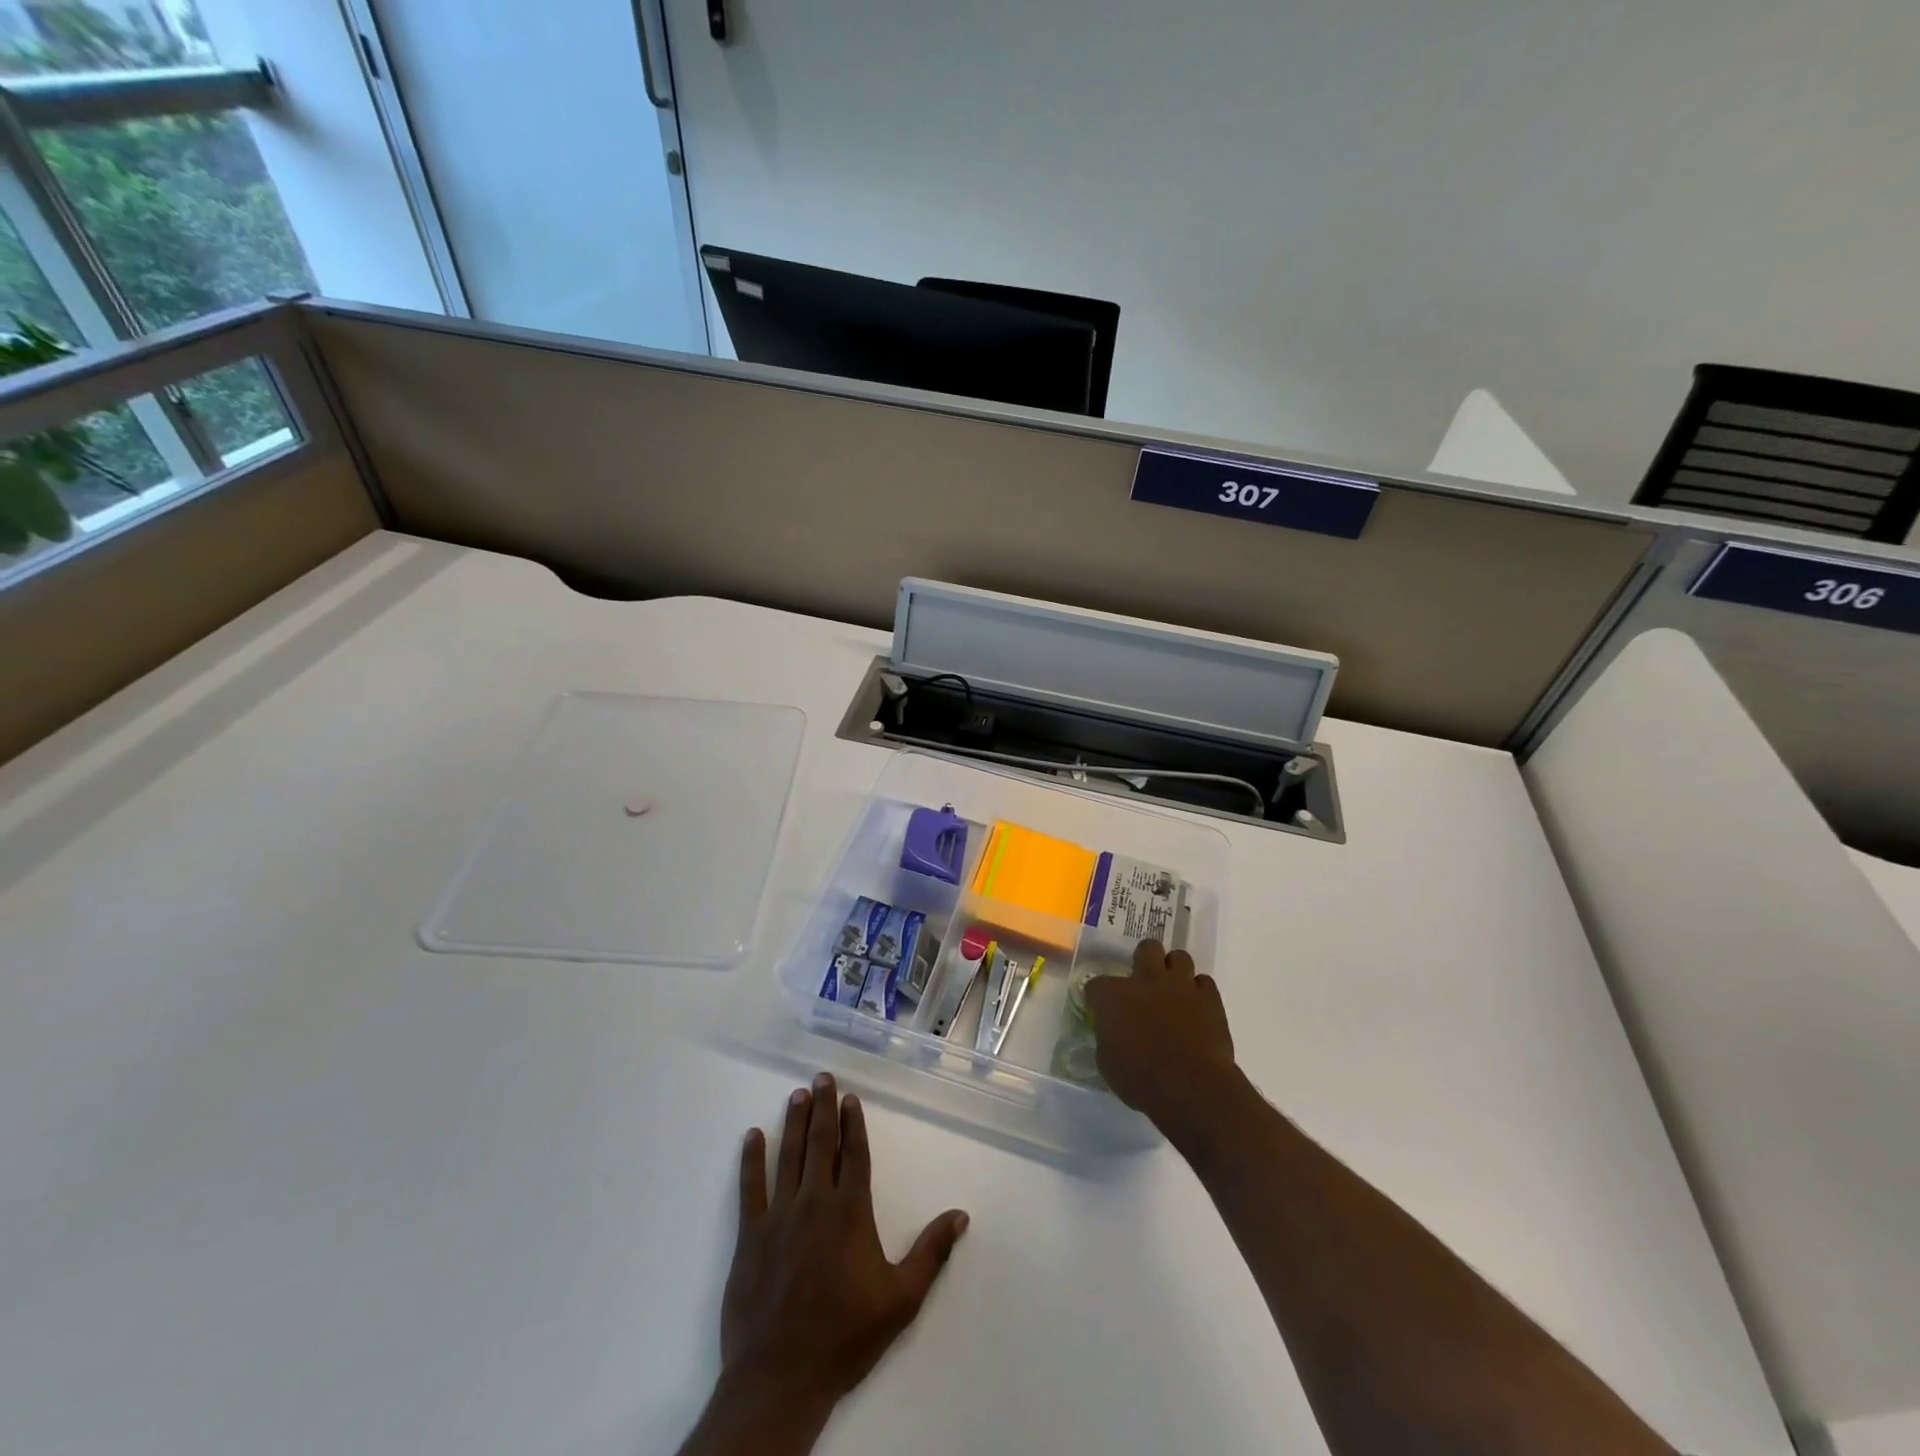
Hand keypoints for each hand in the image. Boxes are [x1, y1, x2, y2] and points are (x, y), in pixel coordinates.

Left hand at [721, 1074, 969, 1415]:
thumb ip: (931, 1252)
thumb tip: (960, 1214)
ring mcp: (780, 1216)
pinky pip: (751, 1188)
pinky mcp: (751, 1236)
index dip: (853, 1123)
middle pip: (820, 1144)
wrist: (782, 1377)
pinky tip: (752, 1136)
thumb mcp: (901, 1299)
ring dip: (793, 1123)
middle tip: (821, 1077)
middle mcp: (816, 1202)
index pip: (854, 1154)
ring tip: (797, 1094)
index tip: (849, 1097)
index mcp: (850, 1212)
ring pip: (789, 1156)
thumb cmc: (846, 1336)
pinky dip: (751, 1159)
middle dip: (822, 1108)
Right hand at [1084, 940, 1237, 1130]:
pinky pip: (1204, 982)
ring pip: (1179, 957)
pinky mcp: (1209, 998)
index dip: (1098, 998)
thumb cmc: (1140, 1079)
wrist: (1190, 1087)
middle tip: (1144, 984)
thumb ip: (1108, 1038)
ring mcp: (1180, 985)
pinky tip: (1196, 1008)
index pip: (1096, 984)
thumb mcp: (1108, 1063)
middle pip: (1146, 948)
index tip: (1102, 1010)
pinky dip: (1199, 992)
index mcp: (1113, 995)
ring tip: (1173, 991)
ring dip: (1174, 971)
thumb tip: (1112, 1033)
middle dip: (1144, 961)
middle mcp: (1146, 980)